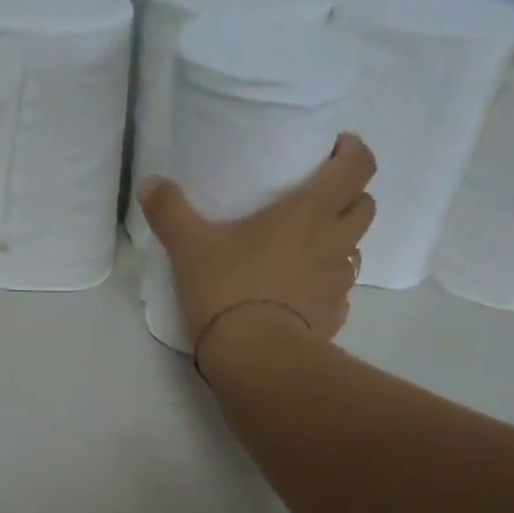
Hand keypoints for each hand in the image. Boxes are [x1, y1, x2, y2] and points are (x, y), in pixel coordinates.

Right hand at [137, 132, 376, 367]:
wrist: (253, 359)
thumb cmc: (228, 290)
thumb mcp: (190, 248)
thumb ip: (170, 213)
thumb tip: (148, 184)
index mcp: (311, 211)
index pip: (358, 165)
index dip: (352, 153)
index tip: (331, 153)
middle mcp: (335, 243)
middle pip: (365, 207)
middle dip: (349, 199)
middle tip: (318, 204)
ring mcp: (337, 286)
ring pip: (355, 254)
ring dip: (339, 247)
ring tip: (307, 254)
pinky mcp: (331, 322)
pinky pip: (339, 298)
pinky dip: (326, 292)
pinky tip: (301, 300)